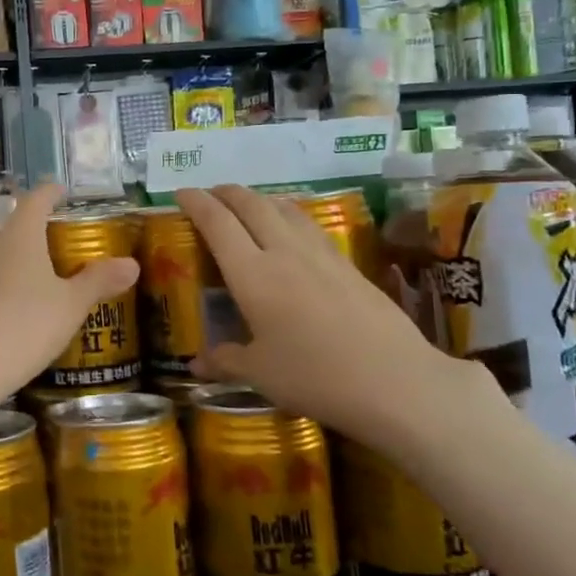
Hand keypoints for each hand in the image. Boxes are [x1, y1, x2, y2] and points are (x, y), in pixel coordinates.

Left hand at [0, 183, 137, 400]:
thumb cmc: (24, 325)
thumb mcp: (70, 306)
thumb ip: (98, 282)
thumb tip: (132, 264)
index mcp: (18, 237)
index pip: (33, 201)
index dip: (47, 193)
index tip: (58, 190)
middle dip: (0, 223)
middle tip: (21, 236)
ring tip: (7, 274)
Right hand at [178, 185, 482, 452]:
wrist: (395, 381)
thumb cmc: (315, 377)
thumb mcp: (261, 374)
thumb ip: (225, 361)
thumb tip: (196, 365)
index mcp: (253, 275)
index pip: (218, 223)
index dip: (196, 202)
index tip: (180, 193)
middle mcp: (284, 252)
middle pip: (251, 204)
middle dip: (226, 193)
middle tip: (210, 196)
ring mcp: (320, 254)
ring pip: (284, 208)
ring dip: (259, 199)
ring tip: (246, 206)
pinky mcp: (347, 263)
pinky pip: (307, 225)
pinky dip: (287, 216)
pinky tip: (290, 231)